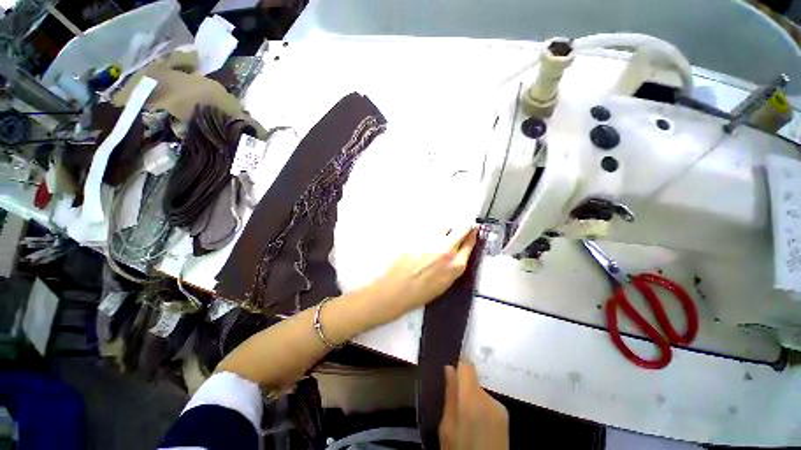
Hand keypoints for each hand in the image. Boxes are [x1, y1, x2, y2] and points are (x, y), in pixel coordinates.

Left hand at [364, 226, 478, 320]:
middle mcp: (447, 250)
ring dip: (446, 230)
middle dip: (464, 227)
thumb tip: (457, 253)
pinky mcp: (419, 237)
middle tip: (463, 226)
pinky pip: (430, 231)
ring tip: (440, 237)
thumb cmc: (421, 293)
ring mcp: (432, 242)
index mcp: (456, 265)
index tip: (474, 230)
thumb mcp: (445, 283)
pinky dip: (431, 234)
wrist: (397, 290)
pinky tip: (425, 243)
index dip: (473, 235)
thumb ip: (454, 265)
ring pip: (445, 226)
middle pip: (462, 229)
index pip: (470, 243)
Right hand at [439, 360, 508, 449]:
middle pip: (473, 379)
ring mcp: (500, 406)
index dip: (458, 363)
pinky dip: (482, 407)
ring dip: (472, 399)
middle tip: (454, 405)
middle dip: (463, 387)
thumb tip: (449, 367)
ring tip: (466, 419)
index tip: (451, 368)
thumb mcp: (447, 427)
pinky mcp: (506, 415)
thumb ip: (450, 395)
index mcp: (472, 399)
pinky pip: (488, 402)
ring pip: (480, 391)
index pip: (467, 365)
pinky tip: (479, 425)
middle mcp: (489, 398)